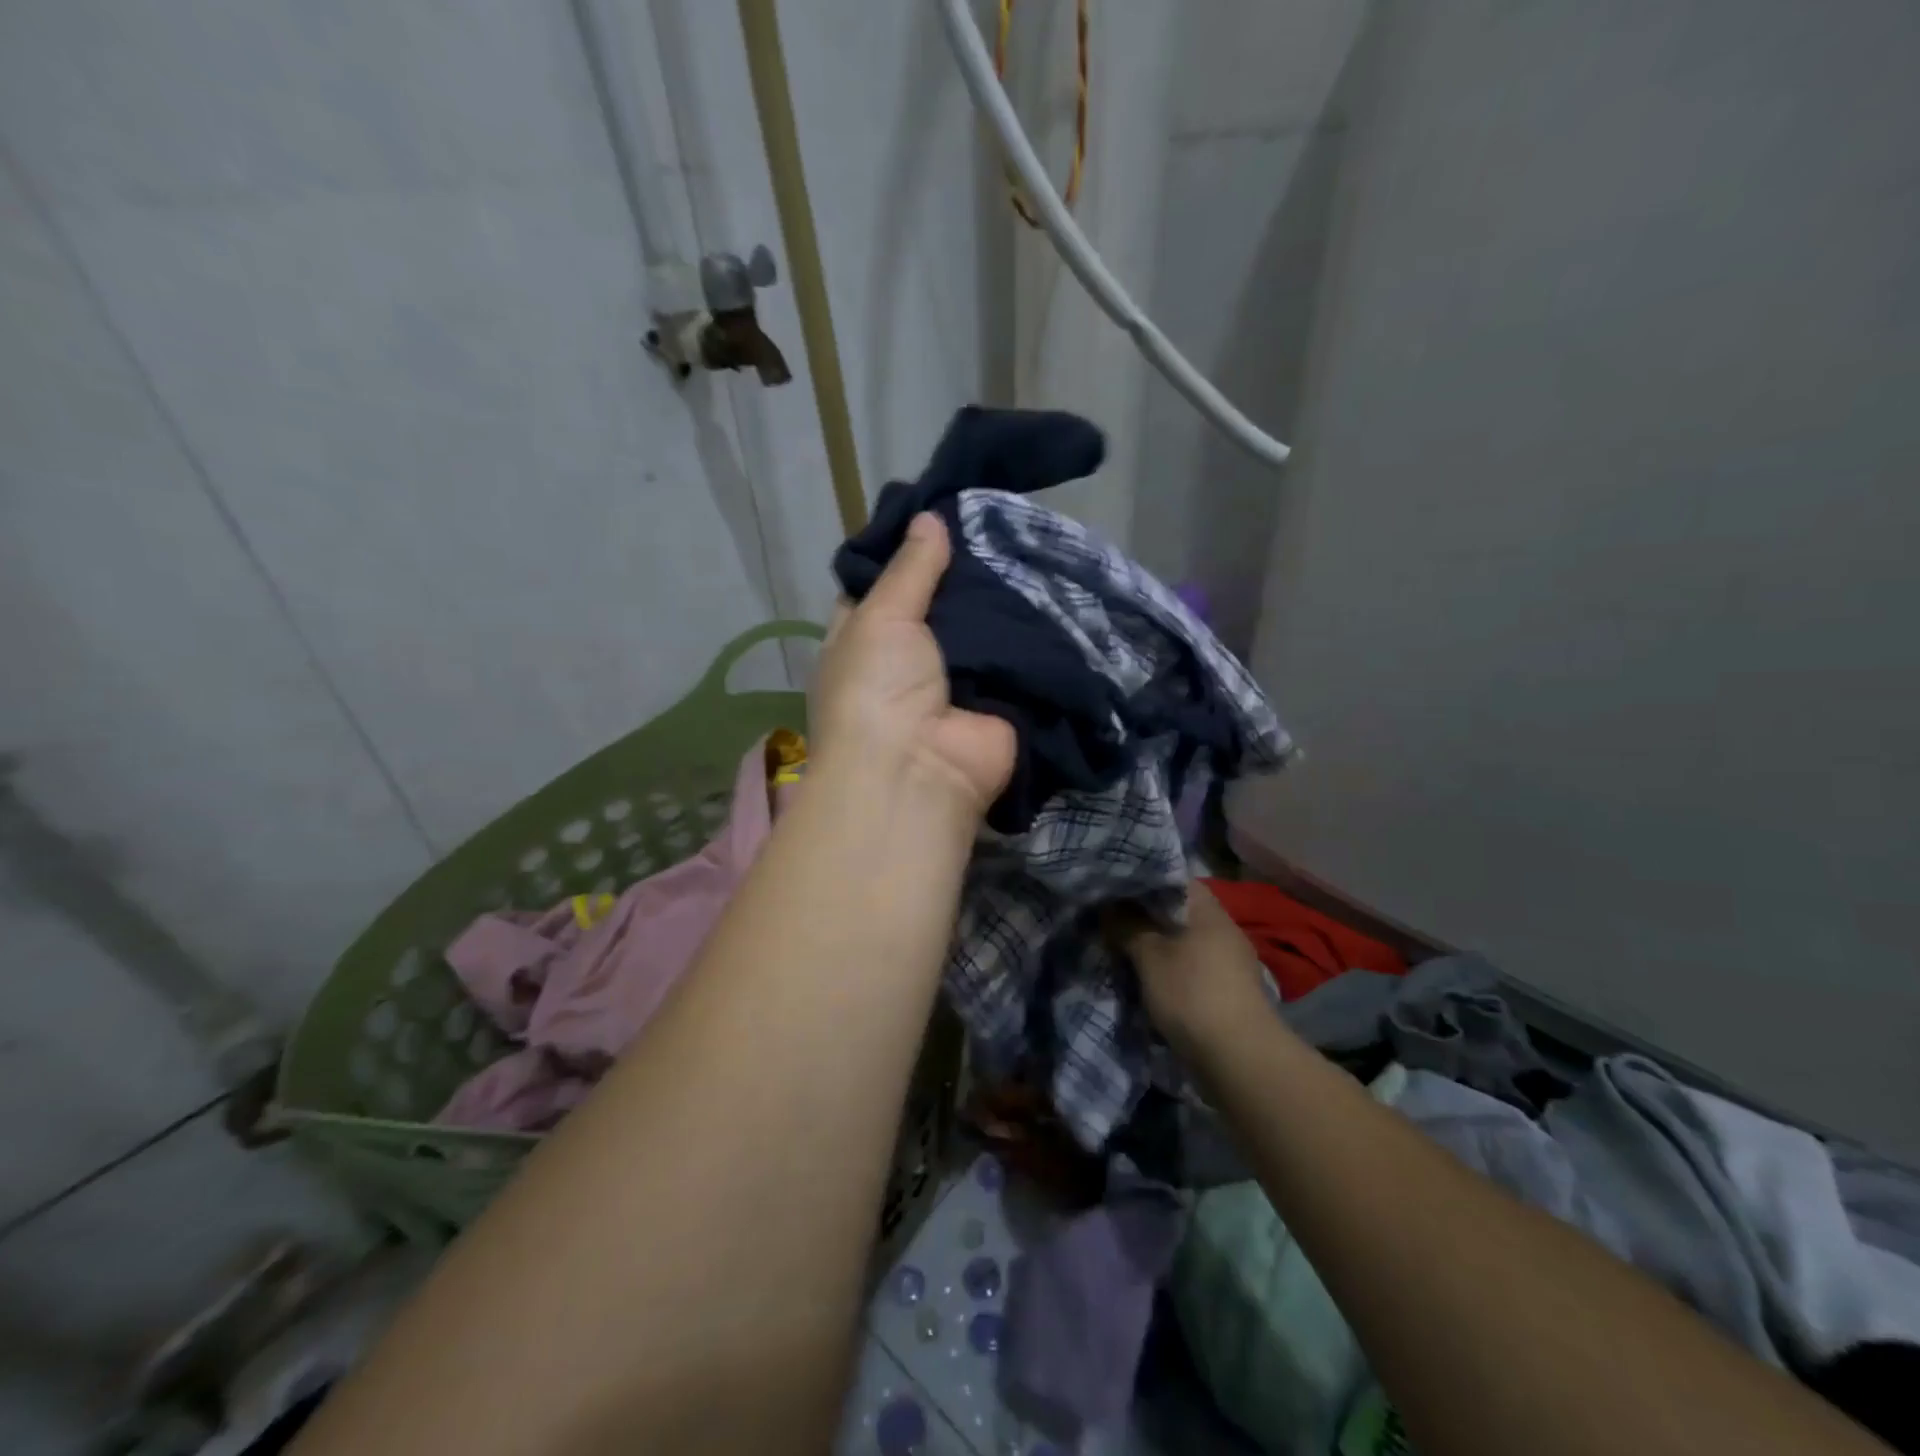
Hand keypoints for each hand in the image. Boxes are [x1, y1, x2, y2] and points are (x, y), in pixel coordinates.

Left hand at [811, 513, 1016, 818]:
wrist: (917, 772)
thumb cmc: (876, 689)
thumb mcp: (880, 617)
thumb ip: (910, 569)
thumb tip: (929, 518)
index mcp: (864, 640)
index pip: (883, 585)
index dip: (908, 553)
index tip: (941, 513)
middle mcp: (908, 661)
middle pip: (939, 605)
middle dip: (964, 571)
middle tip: (999, 519)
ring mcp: (956, 682)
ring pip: (982, 629)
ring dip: (1002, 599)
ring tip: (1033, 541)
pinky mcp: (999, 702)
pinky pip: (1017, 659)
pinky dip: (1033, 633)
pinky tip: (1058, 587)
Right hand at [1106, 883, 1273, 1061]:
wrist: (1239, 1059)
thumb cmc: (1192, 993)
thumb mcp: (1149, 956)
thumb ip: (1127, 926)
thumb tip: (1109, 906)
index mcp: (1209, 910)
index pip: (1174, 879)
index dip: (1143, 880)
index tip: (1113, 887)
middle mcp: (1224, 929)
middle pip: (1178, 911)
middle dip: (1146, 916)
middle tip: (1111, 919)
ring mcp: (1230, 963)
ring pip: (1184, 942)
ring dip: (1158, 946)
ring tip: (1123, 950)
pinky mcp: (1229, 992)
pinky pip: (1192, 968)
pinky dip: (1171, 970)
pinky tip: (1149, 979)